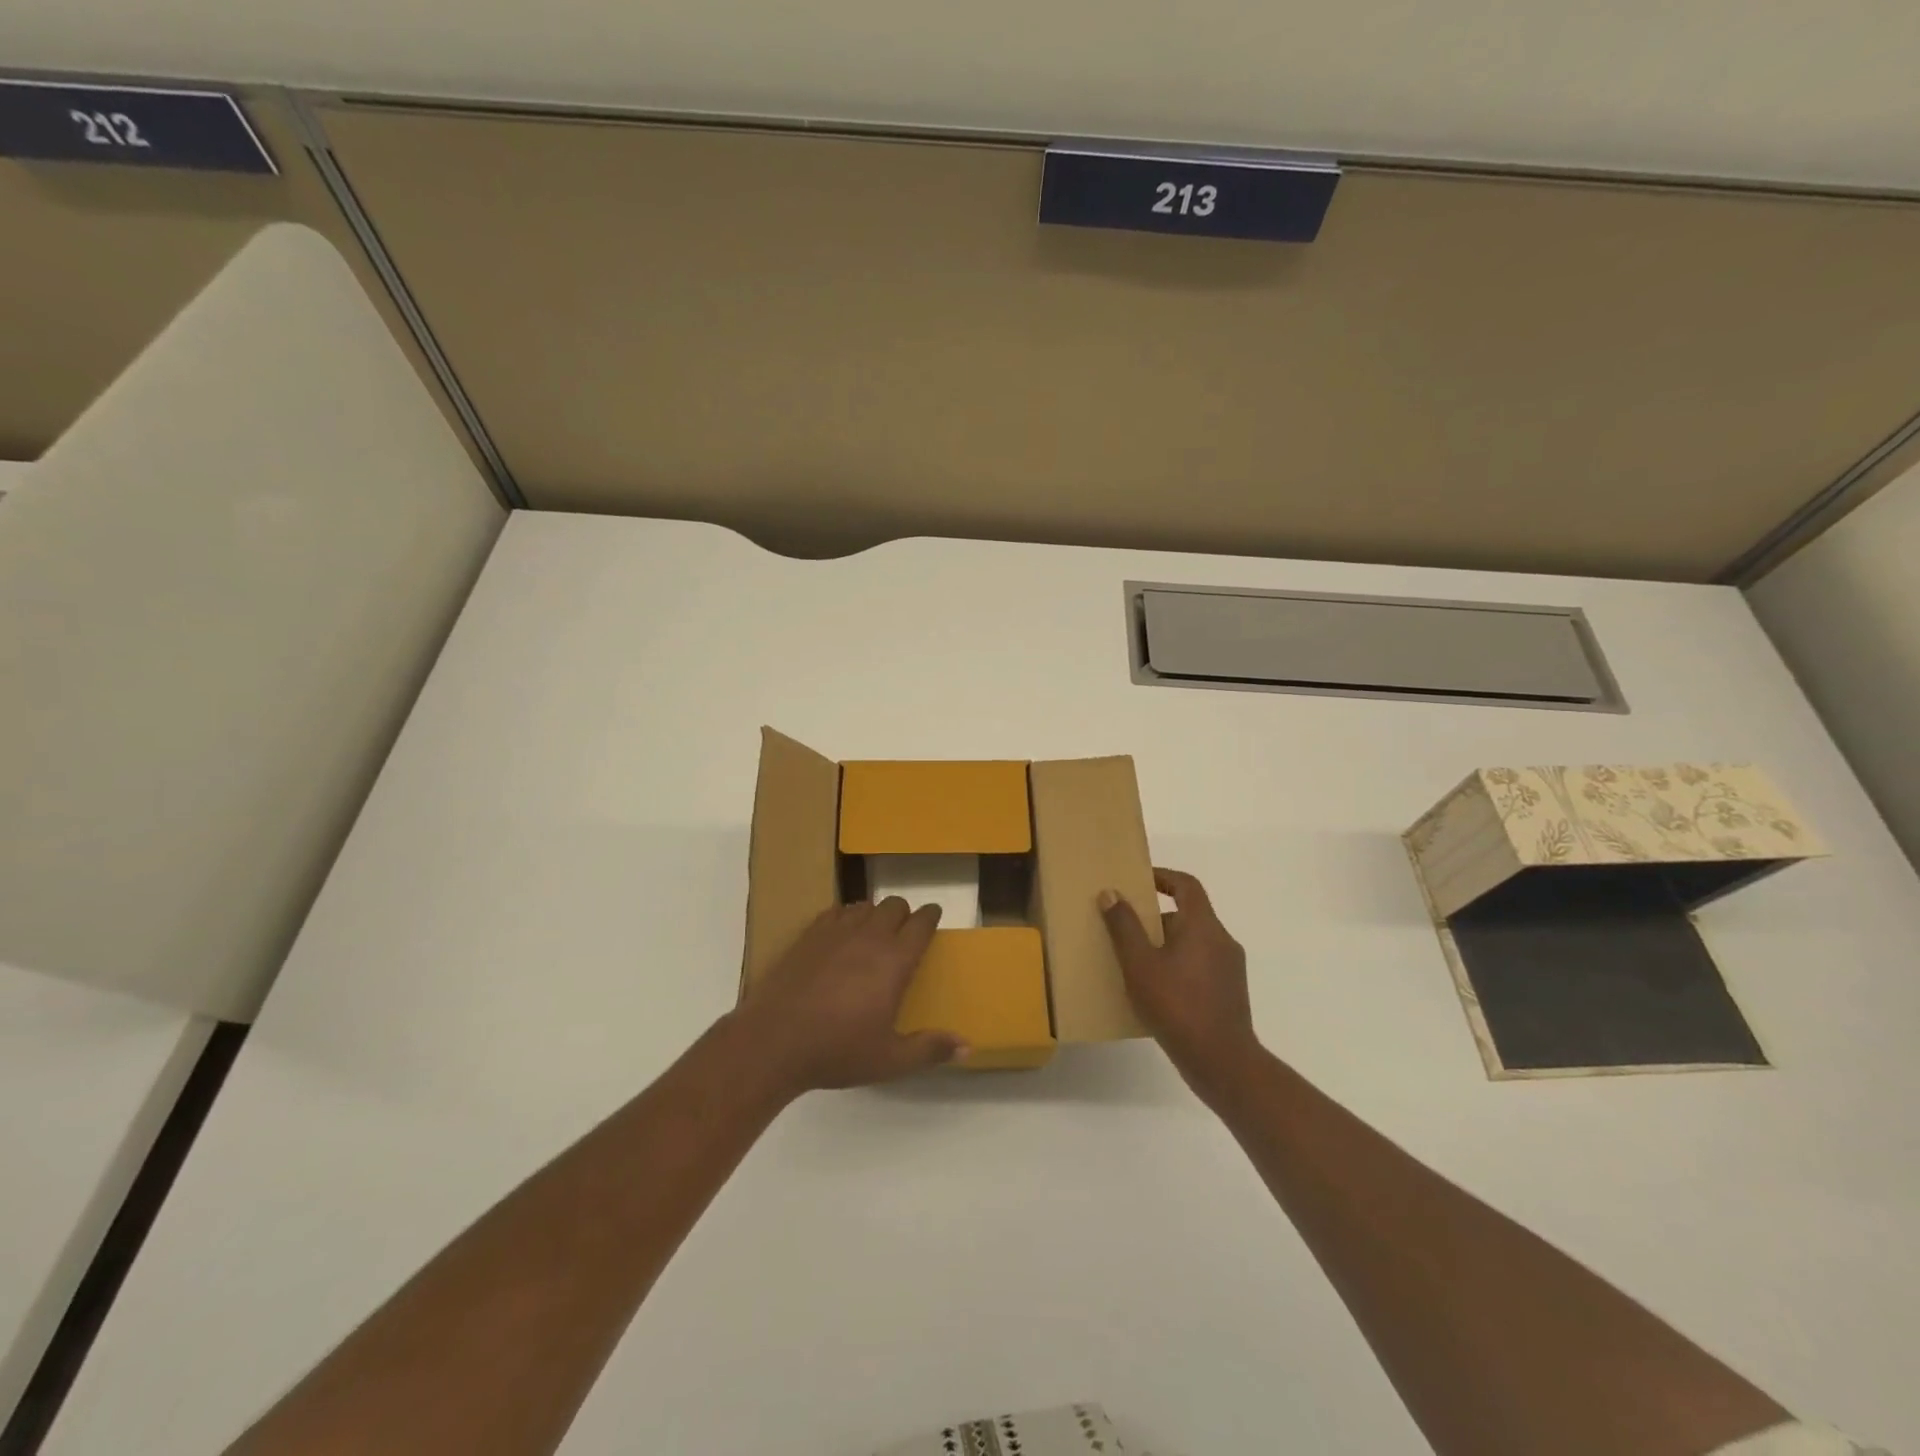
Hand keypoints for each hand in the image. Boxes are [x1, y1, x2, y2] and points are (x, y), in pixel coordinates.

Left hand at [732, 899, 967, 1095]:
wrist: (773, 1041)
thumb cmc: (837, 1051)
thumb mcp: (890, 1059)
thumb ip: (930, 1049)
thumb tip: (968, 1047)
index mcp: (894, 961)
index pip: (921, 923)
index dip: (931, 916)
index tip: (934, 916)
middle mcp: (869, 937)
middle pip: (894, 905)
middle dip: (904, 913)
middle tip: (904, 932)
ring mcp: (836, 932)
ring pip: (865, 904)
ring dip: (875, 913)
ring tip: (873, 932)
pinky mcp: (808, 935)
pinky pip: (835, 911)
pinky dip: (845, 916)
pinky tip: (841, 934)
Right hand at [1100, 868, 1259, 1094]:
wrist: (1223, 1063)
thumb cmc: (1177, 1006)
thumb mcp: (1140, 964)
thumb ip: (1124, 927)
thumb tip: (1111, 893)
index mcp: (1203, 926)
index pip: (1186, 885)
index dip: (1163, 877)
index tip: (1138, 881)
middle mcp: (1222, 941)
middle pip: (1188, 915)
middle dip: (1155, 918)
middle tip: (1126, 928)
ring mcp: (1229, 969)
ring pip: (1193, 942)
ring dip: (1165, 944)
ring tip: (1135, 961)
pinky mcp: (1229, 993)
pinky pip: (1199, 966)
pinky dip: (1177, 966)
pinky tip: (1155, 990)